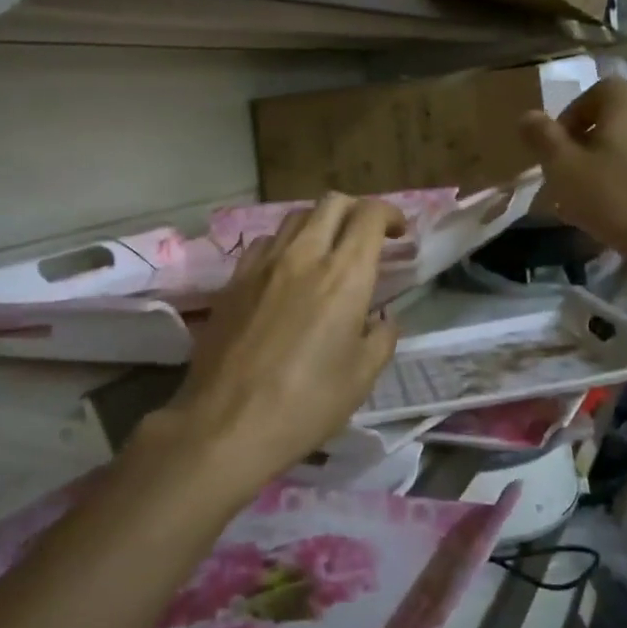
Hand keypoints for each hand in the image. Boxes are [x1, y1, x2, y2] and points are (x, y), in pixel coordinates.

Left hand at [139, 194, 404, 505]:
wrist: (227, 424)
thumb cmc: (306, 405)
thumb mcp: (362, 377)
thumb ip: (381, 337)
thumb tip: (381, 318)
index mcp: (343, 275)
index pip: (370, 215)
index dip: (391, 214)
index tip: (400, 234)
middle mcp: (303, 256)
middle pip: (332, 203)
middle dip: (357, 210)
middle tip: (367, 238)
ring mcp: (262, 264)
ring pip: (295, 218)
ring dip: (320, 225)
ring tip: (327, 253)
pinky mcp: (233, 280)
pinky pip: (264, 244)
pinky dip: (285, 246)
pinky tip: (286, 275)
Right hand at [519, 77, 626, 290]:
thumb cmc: (618, 197)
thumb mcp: (564, 168)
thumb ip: (542, 138)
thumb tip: (527, 116)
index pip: (594, 93)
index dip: (569, 119)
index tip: (555, 152)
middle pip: (612, 123)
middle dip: (585, 149)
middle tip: (567, 181)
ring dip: (608, 169)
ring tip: (590, 205)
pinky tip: (621, 217)